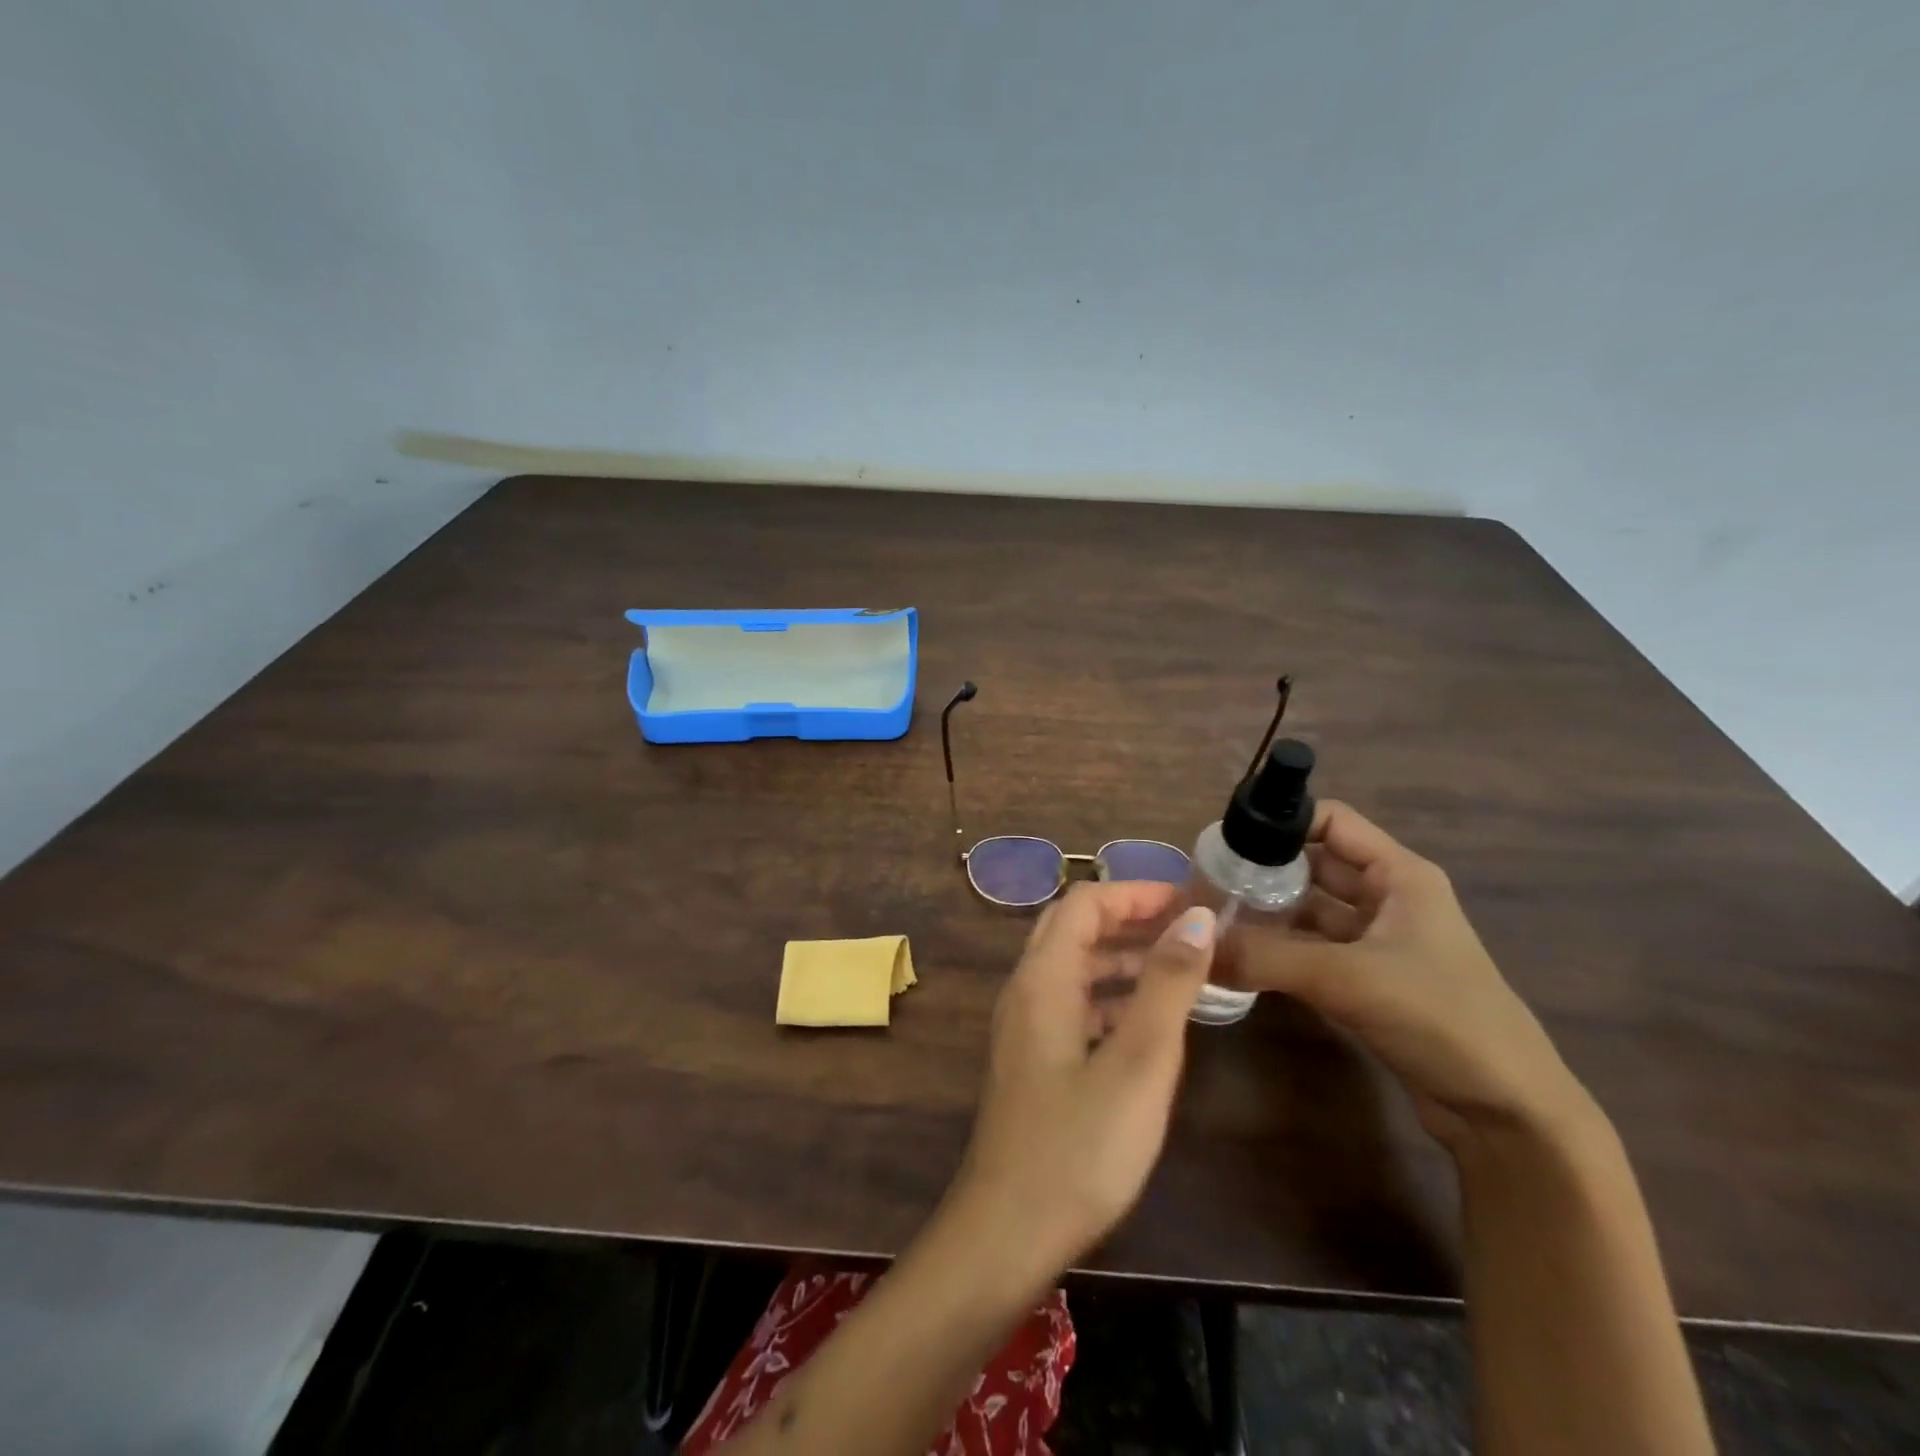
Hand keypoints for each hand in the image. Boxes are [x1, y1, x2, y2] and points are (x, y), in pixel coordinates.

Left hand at [952, 882, 1216, 1275]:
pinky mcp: (1033, 1060)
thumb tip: (1196, 917)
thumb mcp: (1140, 1061)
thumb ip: (1168, 983)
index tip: (1190, 901)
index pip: (1085, 903)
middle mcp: (1027, 990)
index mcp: (1043, 977)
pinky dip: (1112, 997)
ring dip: (1123, 958)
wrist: (1008, 1231)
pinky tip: (1149, 1022)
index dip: (1136, 892)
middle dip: (1130, 919)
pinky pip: (1074, 1005)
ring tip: (1183, 969)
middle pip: (1075, 929)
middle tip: (1188, 929)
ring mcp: (1025, 1027)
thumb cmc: (1080, 1146)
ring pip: (1075, 968)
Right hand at [1222, 801, 1587, 1148]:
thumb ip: (1266, 956)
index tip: (1227, 839)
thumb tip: (1195, 944)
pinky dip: (1279, 949)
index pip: (1330, 820)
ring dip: (1268, 913)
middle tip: (1207, 882)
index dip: (1281, 820)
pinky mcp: (1369, 981)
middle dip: (1264, 869)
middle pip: (1314, 865)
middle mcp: (1388, 898)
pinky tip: (1240, 957)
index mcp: (1399, 875)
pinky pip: (1313, 950)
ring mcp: (1379, 942)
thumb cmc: (1440, 1018)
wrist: (1507, 1113)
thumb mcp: (1346, 978)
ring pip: (1310, 910)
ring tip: (1214, 918)